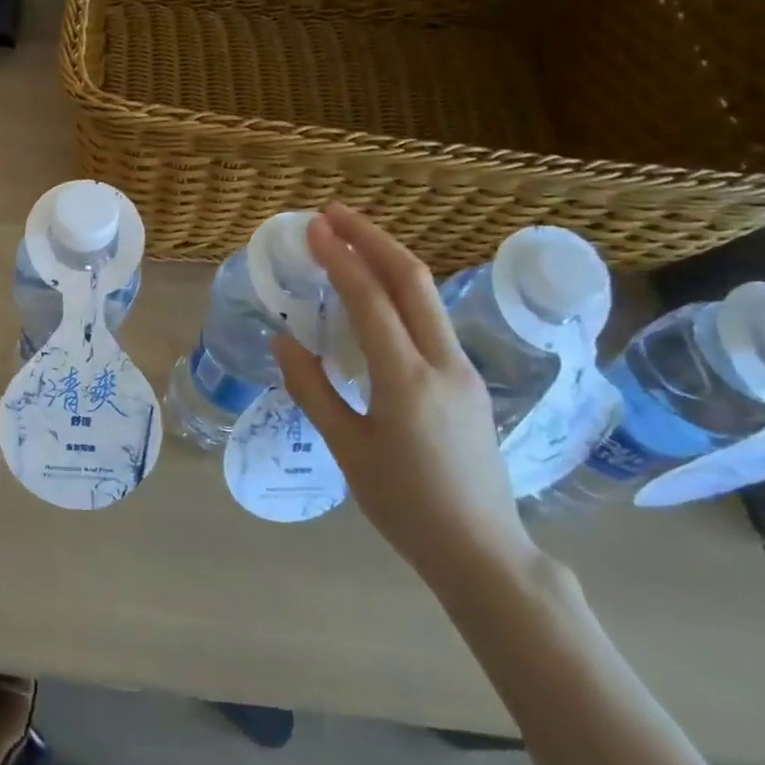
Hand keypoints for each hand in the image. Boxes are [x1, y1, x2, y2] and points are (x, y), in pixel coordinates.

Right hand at [272, 206, 534, 590]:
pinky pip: (430, 320)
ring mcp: (462, 370)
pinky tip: (375, 294)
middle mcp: (443, 363)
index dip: (341, 258)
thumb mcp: (346, 449)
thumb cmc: (404, 504)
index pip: (371, 300)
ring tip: (349, 241)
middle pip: (412, 279)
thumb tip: (282, 339)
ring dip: (388, 259)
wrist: (481, 550)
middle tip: (333, 214)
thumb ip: (312, 389)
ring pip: (427, 296)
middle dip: (373, 238)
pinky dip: (399, 291)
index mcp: (407, 380)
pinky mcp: (467, 381)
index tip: (313, 228)